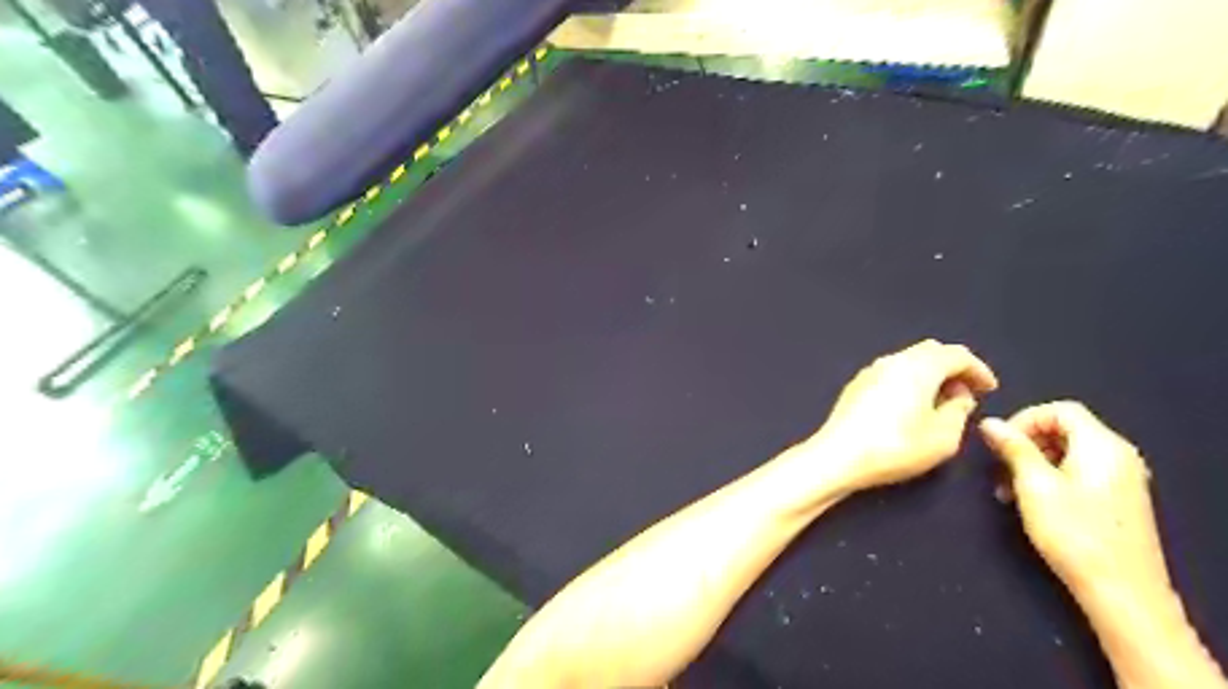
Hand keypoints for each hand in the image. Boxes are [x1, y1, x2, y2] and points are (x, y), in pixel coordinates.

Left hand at [815, 339, 1000, 490]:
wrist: (838, 455)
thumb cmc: (895, 447)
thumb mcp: (943, 437)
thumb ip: (959, 412)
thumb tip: (958, 396)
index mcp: (919, 367)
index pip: (956, 354)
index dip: (978, 369)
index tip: (989, 389)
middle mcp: (893, 361)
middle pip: (930, 351)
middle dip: (953, 368)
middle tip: (966, 392)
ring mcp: (870, 371)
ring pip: (908, 361)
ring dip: (930, 374)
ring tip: (941, 402)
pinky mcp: (855, 385)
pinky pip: (891, 373)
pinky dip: (909, 381)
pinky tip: (911, 405)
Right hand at [981, 401, 1167, 598]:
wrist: (1122, 592)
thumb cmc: (1074, 532)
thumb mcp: (1034, 485)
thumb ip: (1013, 448)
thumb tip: (989, 422)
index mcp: (1102, 446)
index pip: (1060, 410)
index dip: (1024, 419)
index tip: (999, 443)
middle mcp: (1117, 455)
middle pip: (1063, 429)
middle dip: (1025, 444)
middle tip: (999, 468)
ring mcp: (1121, 478)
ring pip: (1067, 452)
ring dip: (1032, 463)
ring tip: (1008, 490)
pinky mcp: (1117, 499)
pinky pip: (1078, 471)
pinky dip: (1050, 478)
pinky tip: (1030, 502)